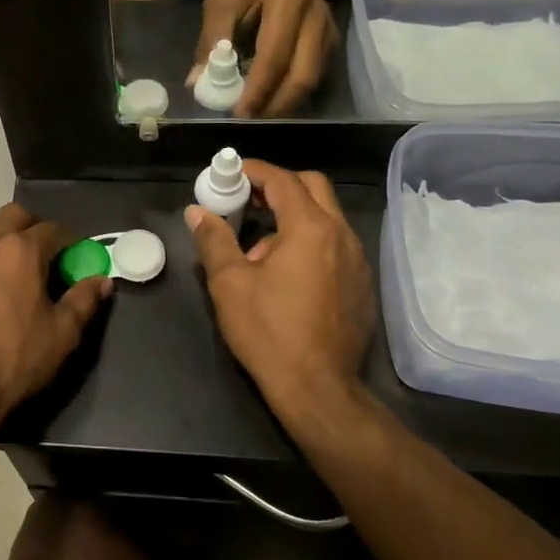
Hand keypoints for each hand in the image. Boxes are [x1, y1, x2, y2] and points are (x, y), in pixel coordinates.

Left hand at [0, 204, 112, 425]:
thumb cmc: (15, 360)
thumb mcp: (63, 334)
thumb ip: (84, 300)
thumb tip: (103, 280)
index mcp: (22, 251)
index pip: (53, 230)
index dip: (68, 241)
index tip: (73, 255)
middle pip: (13, 214)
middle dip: (31, 227)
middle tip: (39, 255)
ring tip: (0, 256)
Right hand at [185, 161, 373, 415]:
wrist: (318, 388)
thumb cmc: (269, 331)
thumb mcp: (229, 283)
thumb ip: (214, 240)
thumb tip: (198, 212)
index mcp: (310, 228)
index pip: (283, 180)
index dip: (254, 170)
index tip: (229, 172)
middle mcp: (341, 235)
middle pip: (313, 188)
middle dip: (279, 186)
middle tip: (248, 199)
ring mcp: (357, 260)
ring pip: (326, 217)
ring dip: (293, 216)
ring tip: (259, 247)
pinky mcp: (361, 284)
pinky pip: (334, 245)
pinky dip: (309, 241)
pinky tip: (286, 273)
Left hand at [193, 0, 338, 117]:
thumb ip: (211, 39)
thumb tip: (197, 82)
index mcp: (289, 2)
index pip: (275, 56)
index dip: (257, 90)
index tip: (238, 114)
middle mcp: (317, 19)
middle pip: (302, 77)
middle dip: (275, 106)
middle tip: (248, 122)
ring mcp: (329, 32)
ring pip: (311, 82)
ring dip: (284, 105)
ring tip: (256, 115)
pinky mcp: (330, 43)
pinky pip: (313, 77)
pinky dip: (291, 94)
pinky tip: (269, 101)